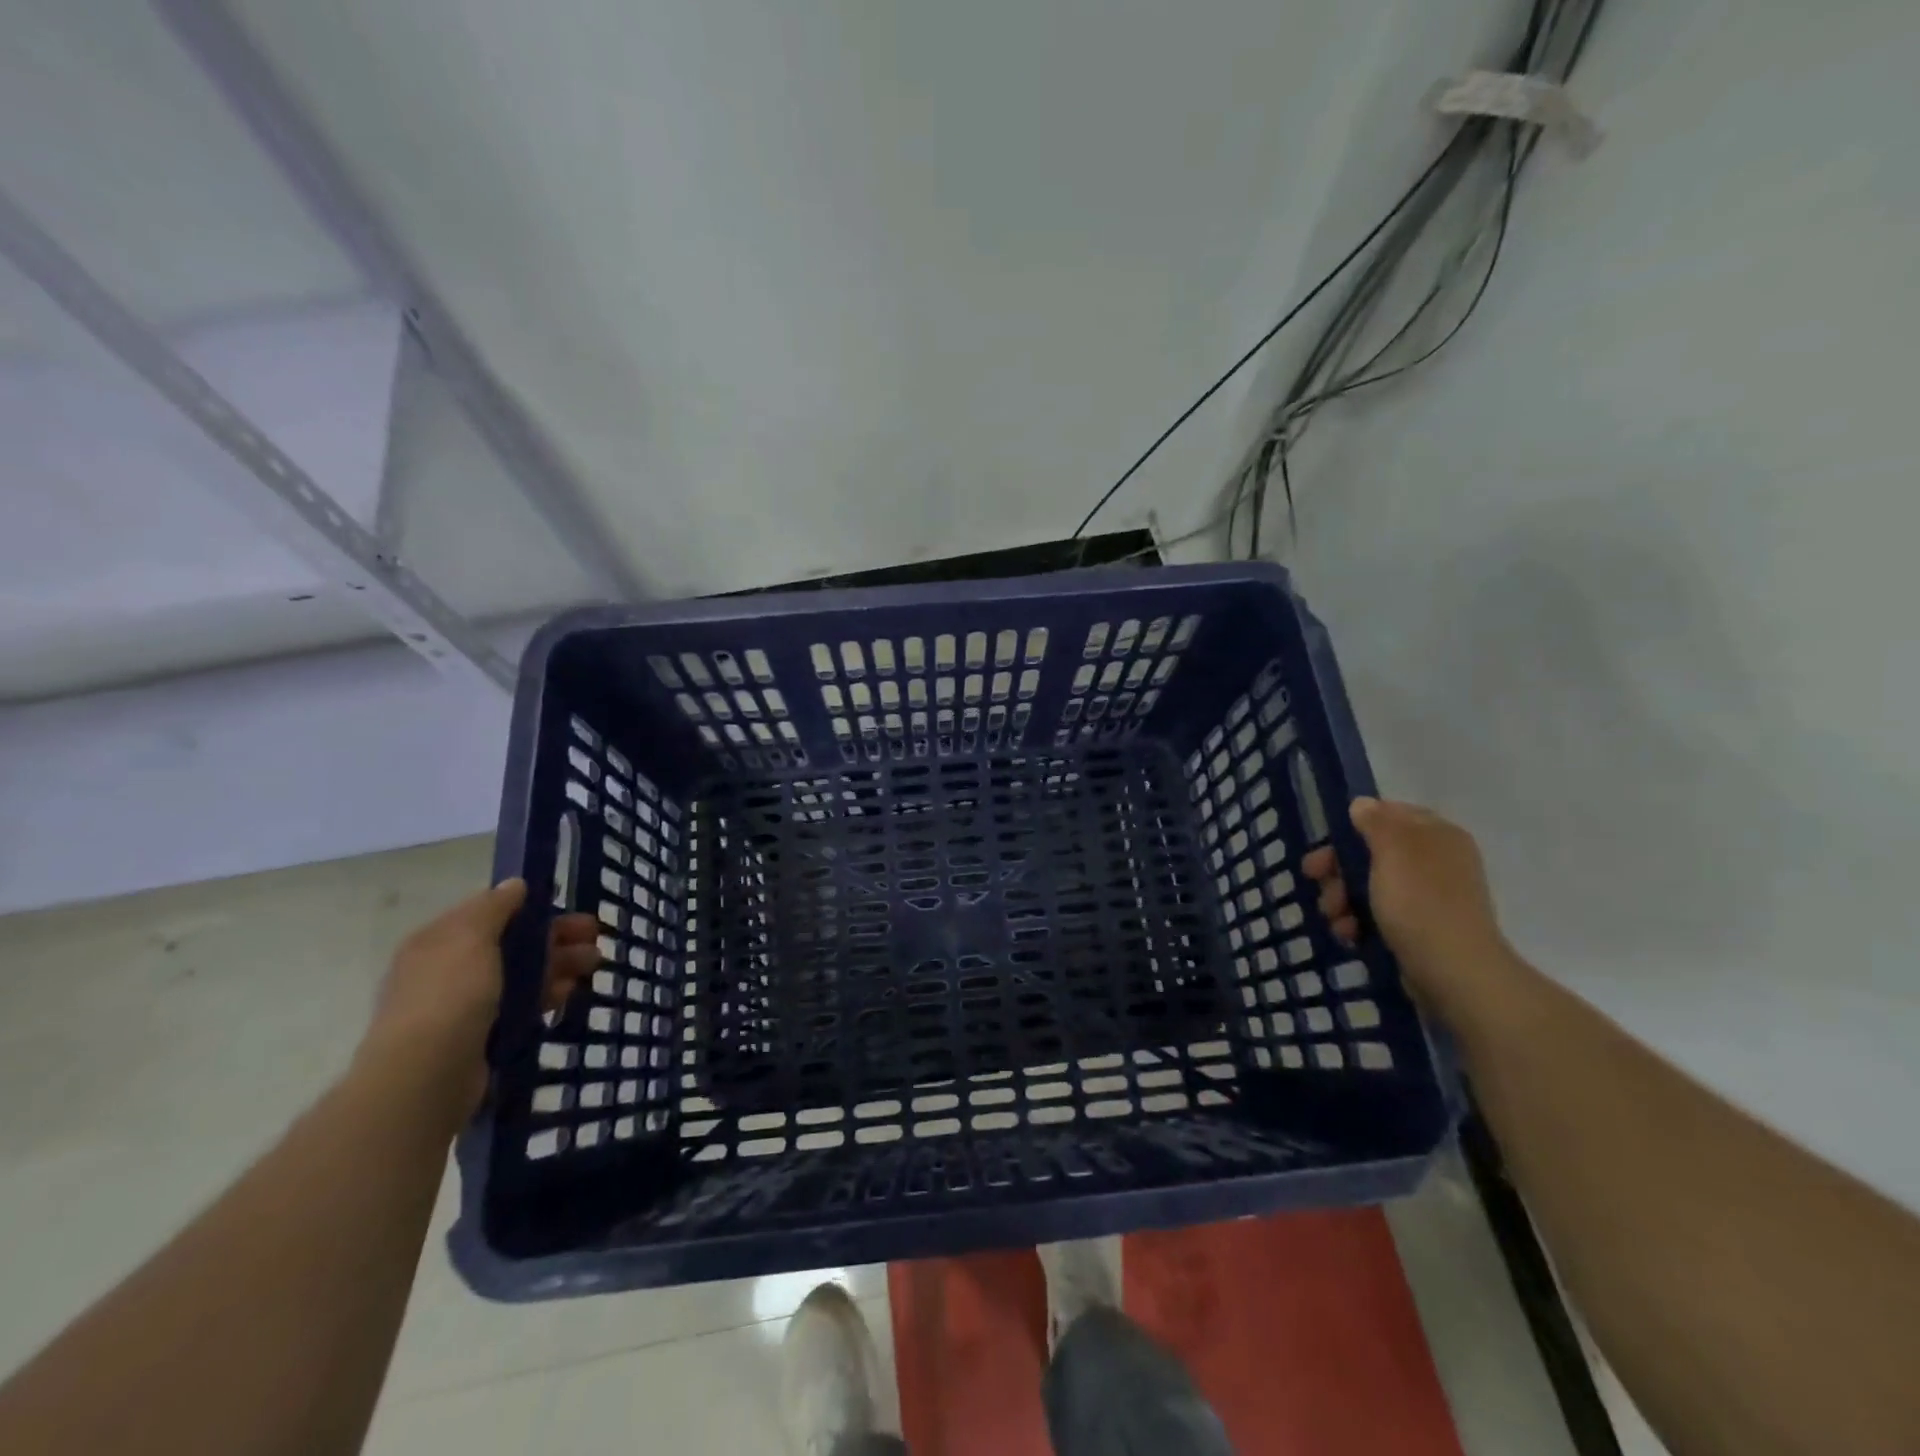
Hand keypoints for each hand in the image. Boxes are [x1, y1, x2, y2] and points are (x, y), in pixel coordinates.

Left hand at [357, 880, 597, 1118]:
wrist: (427, 1076)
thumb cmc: (449, 995)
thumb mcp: (471, 936)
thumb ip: (495, 906)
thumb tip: (515, 884)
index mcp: (439, 941)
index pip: (489, 913)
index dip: (529, 907)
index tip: (566, 905)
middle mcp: (449, 970)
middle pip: (512, 944)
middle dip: (555, 937)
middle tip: (595, 937)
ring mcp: (465, 1006)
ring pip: (522, 976)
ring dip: (559, 965)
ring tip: (595, 965)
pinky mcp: (483, 1036)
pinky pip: (522, 1007)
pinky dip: (546, 996)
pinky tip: (569, 995)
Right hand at [1302, 797, 1517, 1021]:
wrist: (1454, 973)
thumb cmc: (1420, 902)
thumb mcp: (1392, 851)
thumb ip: (1375, 822)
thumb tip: (1363, 805)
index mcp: (1437, 835)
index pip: (1390, 814)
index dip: (1354, 826)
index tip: (1327, 843)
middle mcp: (1436, 861)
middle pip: (1372, 852)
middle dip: (1339, 868)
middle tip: (1315, 880)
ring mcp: (1429, 897)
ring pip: (1370, 885)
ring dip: (1342, 898)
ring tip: (1334, 918)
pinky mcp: (1420, 929)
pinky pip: (1379, 914)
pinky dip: (1359, 921)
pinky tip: (1349, 934)